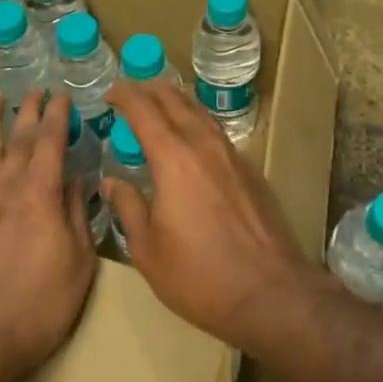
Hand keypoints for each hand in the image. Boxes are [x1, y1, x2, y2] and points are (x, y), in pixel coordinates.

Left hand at [0, 91, 96, 381]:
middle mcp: (5, 184)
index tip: (62, 96)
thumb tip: (76, 181)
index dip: (58, 115)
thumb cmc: (35, 308)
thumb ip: (77, 217)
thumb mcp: (78, 265)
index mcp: (40, 192)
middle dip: (30, 110)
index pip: (51, 141)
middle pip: (18, 137)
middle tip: (36, 91)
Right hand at [101, 79, 318, 354]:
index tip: (110, 92)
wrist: (271, 292)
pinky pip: (217, 132)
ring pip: (200, 111)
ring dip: (176, 102)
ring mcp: (232, 154)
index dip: (124, 94)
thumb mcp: (148, 250)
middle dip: (149, 90)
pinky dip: (197, 123)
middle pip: (175, 99)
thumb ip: (128, 208)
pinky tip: (193, 142)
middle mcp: (204, 144)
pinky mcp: (251, 169)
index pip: (144, 109)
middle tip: (131, 95)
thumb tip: (112, 182)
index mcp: (173, 158)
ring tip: (160, 109)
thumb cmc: (200, 276)